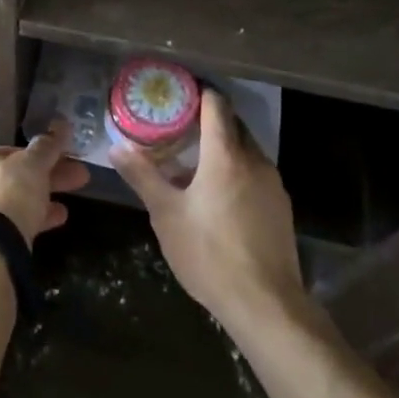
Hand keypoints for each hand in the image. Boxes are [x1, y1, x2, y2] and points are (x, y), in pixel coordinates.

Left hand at [0, 119, 89, 245]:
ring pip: (8, 204)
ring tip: (69, 205)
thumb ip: (46, 147)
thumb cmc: (5, 194)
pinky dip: (29, 222)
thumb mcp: (31, 165)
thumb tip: (61, 127)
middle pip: (9, 179)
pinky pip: (5, 227)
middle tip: (77, 177)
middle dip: (46, 177)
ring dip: (41, 201)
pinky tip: (56, 221)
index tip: (61, 158)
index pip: (5, 152)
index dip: (37, 155)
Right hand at [110, 90, 309, 335]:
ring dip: (223, 149)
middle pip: (233, 124)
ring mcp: (273, 184)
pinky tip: (218, 197)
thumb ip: (142, 176)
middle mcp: (254, 160)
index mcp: (225, 154)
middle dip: (208, 122)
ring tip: (193, 164)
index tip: (178, 95)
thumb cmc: (209, 253)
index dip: (198, 94)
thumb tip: (117, 147)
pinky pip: (256, 174)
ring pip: (246, 150)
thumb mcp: (166, 214)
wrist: (265, 304)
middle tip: (178, 128)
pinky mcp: (281, 207)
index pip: (216, 104)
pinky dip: (237, 171)